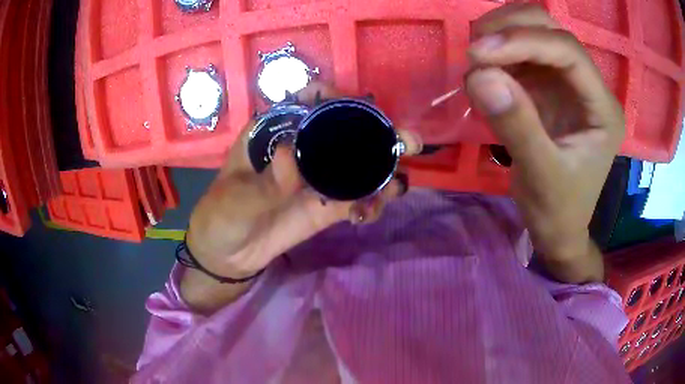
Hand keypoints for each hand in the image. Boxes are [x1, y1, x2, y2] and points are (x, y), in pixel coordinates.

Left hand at [185, 82, 419, 282]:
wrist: (227, 255)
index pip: (308, 102)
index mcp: (275, 133)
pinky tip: (373, 211)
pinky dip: (373, 202)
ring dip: (385, 169)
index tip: (356, 106)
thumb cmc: (221, 216)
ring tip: (398, 183)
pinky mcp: (327, 206)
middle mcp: (303, 148)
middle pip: (345, 130)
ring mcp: (318, 178)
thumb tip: (292, 155)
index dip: (333, 97)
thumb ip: (265, 181)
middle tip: (406, 141)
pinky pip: (356, 198)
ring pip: (359, 164)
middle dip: (377, 132)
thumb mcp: (235, 198)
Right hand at [466, 5, 624, 281]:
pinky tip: (485, 70)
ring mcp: (568, 82)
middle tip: (475, 50)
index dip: (524, 41)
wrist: (558, 227)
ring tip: (477, 60)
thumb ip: (516, 126)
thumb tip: (478, 75)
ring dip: (501, 35)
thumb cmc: (557, 210)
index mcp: (602, 108)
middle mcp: (589, 85)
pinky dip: (499, 53)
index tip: (478, 53)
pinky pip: (521, 52)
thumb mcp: (540, 176)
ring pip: (535, 31)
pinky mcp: (549, 86)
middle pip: (551, 29)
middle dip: (511, 28)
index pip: (568, 52)